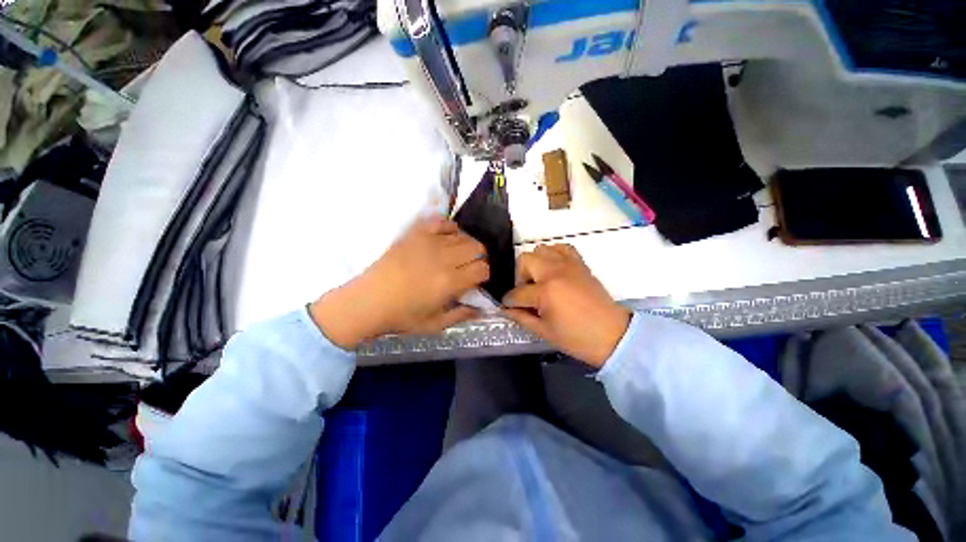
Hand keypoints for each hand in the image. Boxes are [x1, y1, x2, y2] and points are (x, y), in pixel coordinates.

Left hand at [310, 217, 488, 348]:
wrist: (368, 301)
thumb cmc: (402, 316)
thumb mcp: (434, 324)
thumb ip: (460, 316)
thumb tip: (481, 310)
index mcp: (450, 282)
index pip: (482, 268)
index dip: (484, 274)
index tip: (477, 280)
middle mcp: (444, 258)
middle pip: (476, 247)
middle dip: (479, 258)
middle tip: (469, 267)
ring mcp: (429, 242)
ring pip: (462, 235)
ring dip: (466, 245)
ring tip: (458, 255)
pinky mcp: (415, 234)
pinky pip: (441, 222)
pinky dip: (449, 227)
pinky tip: (447, 237)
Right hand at [502, 244, 630, 367]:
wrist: (613, 335)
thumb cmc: (577, 338)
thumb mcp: (544, 331)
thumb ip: (521, 317)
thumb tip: (505, 309)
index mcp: (546, 291)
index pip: (517, 292)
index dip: (509, 301)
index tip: (508, 306)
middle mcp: (555, 271)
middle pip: (525, 260)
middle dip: (519, 276)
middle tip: (526, 292)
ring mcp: (569, 264)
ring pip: (541, 249)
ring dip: (535, 263)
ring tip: (539, 280)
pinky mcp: (580, 264)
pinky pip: (562, 248)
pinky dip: (553, 254)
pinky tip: (553, 269)